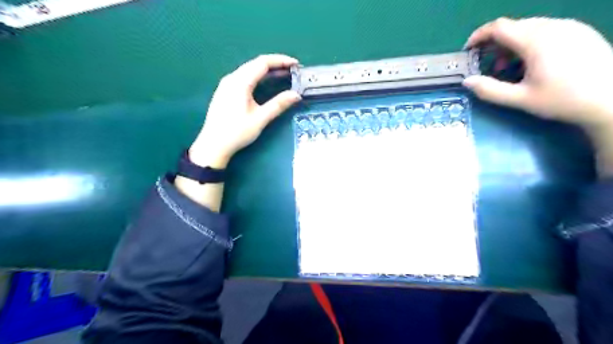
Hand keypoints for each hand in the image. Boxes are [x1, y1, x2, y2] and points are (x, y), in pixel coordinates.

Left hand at [188, 54, 300, 167]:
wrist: (213, 145)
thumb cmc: (236, 132)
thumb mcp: (260, 119)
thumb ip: (278, 104)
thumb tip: (296, 95)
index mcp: (240, 82)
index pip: (262, 63)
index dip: (280, 61)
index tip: (295, 64)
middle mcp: (232, 78)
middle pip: (255, 64)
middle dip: (275, 64)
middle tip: (292, 71)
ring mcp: (226, 84)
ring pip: (249, 70)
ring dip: (266, 71)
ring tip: (282, 76)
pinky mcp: (225, 92)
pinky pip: (244, 77)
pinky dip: (258, 77)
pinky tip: (265, 84)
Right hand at [466, 17, 612, 131]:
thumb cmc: (564, 99)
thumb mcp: (520, 99)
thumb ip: (490, 90)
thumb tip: (467, 82)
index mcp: (536, 40)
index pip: (499, 27)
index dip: (479, 36)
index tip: (468, 50)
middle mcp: (553, 26)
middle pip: (514, 27)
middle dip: (495, 45)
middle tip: (489, 67)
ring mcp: (570, 27)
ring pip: (530, 28)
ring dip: (512, 45)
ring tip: (510, 69)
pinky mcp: (581, 32)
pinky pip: (547, 30)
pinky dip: (530, 43)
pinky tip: (533, 63)